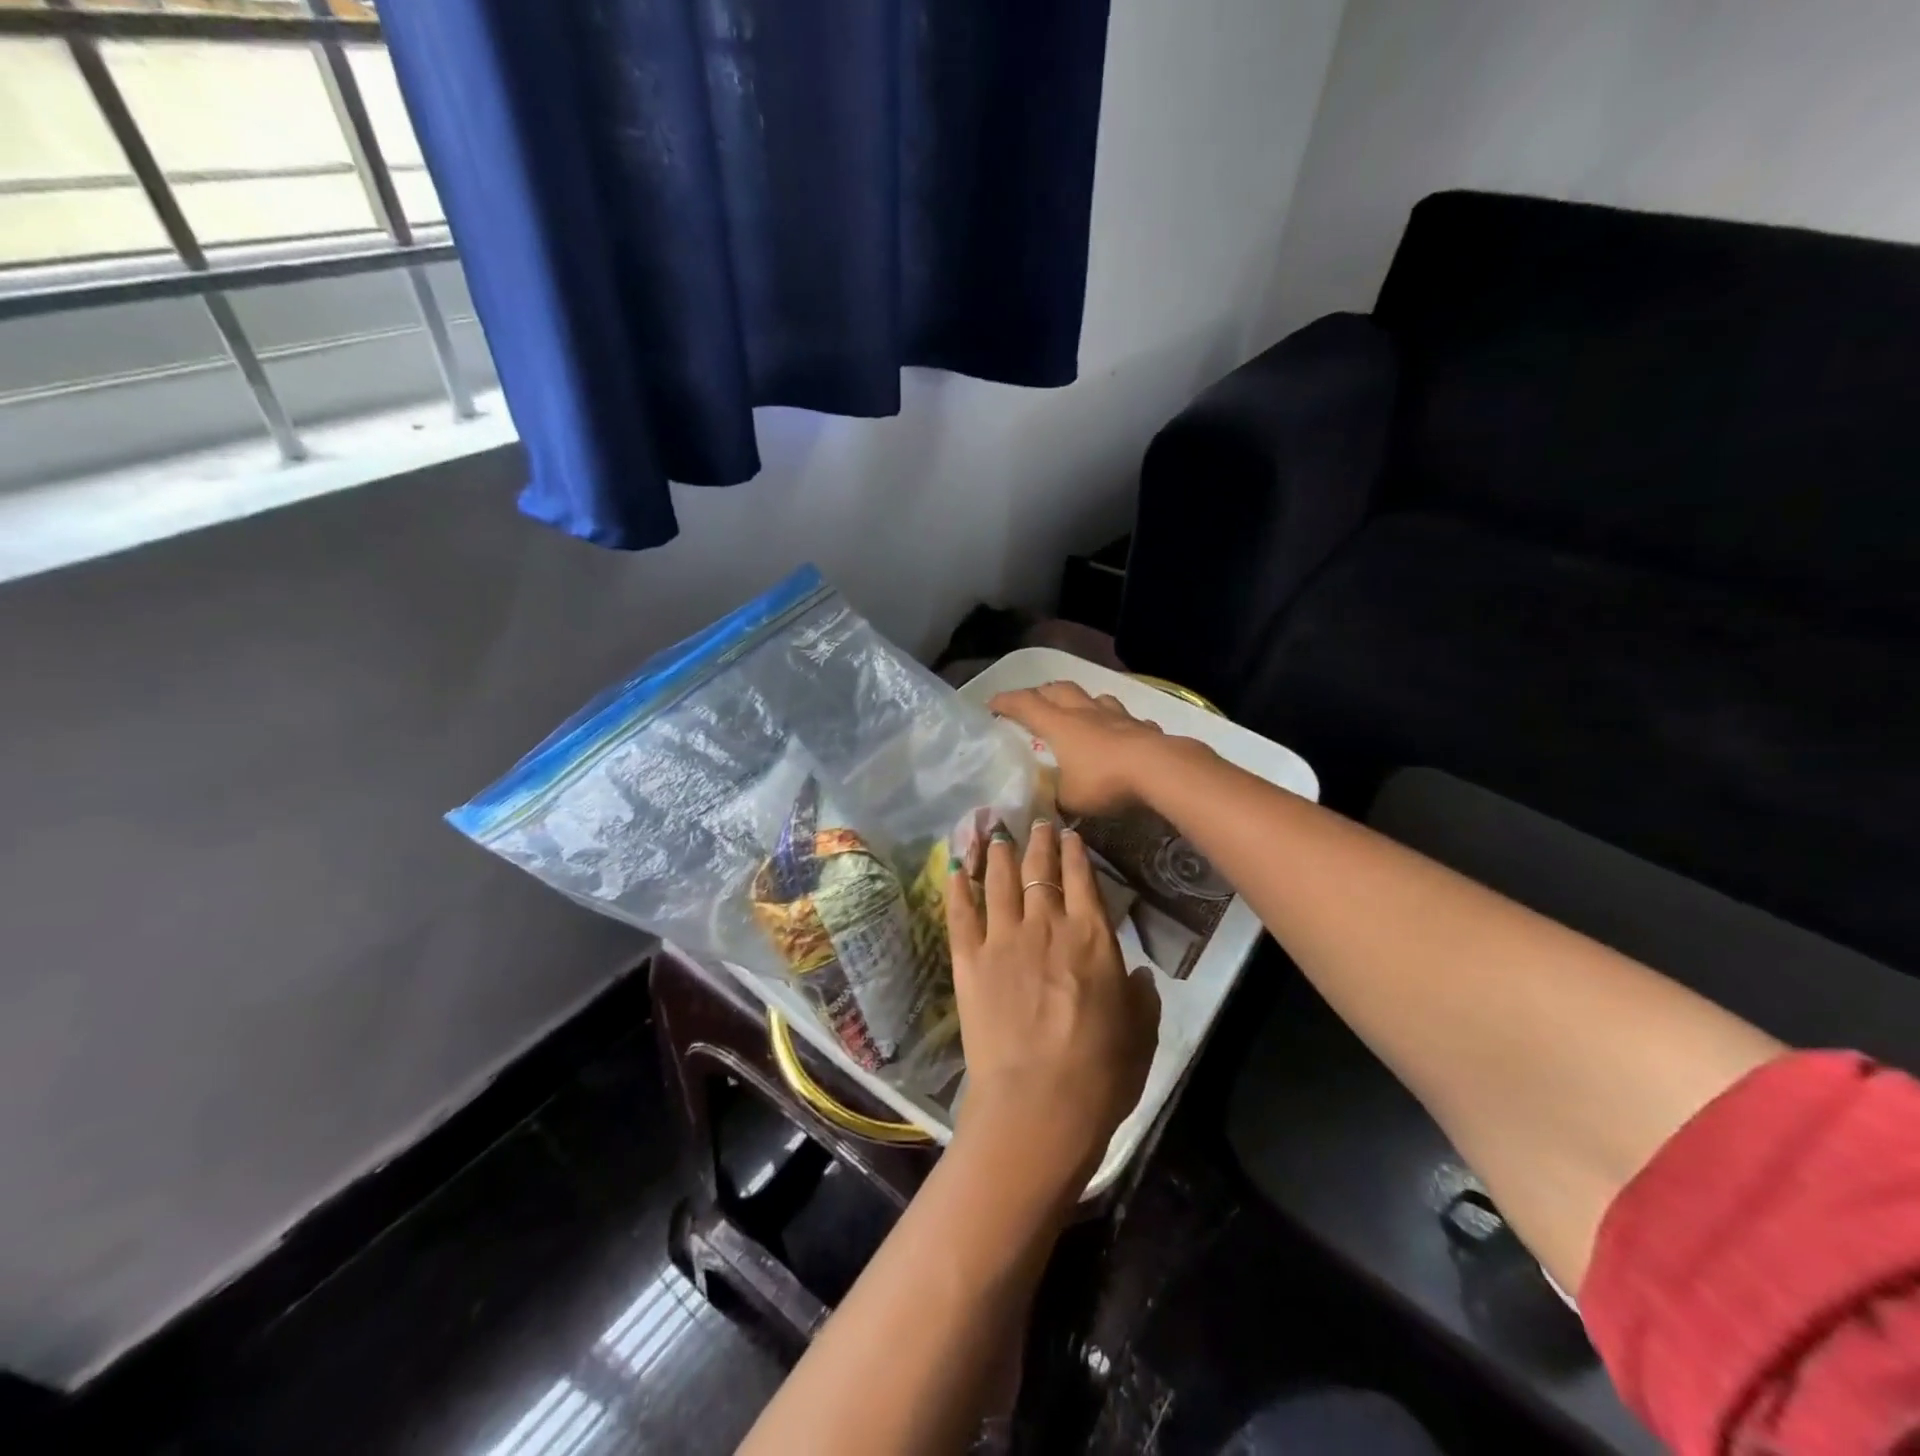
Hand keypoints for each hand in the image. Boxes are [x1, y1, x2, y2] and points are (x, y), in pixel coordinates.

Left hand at [945, 818, 1159, 1197]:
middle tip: (1035, 822)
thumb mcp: (1141, 1034)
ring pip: (1000, 881)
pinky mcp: (969, 961)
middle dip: (1039, 842)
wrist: (1039, 1104)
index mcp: (1093, 938)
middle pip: (1041, 871)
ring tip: (997, 834)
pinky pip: (961, 913)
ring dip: (1000, 853)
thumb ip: (1142, 997)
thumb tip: (1138, 974)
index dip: (1075, 852)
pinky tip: (956, 867)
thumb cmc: (1101, 1074)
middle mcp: (1047, 926)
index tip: (1069, 834)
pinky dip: (959, 886)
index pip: (1083, 879)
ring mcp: (1003, 940)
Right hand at [989, 682, 1188, 815]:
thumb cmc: (1105, 781)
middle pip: (1058, 690)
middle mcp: (1085, 712)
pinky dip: (1115, 722)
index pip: (1025, 704)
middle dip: (1040, 693)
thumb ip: (1055, 795)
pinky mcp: (1141, 725)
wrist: (1159, 769)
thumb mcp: (1069, 798)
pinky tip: (1119, 733)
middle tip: (1031, 705)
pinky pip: (1124, 717)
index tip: (990, 704)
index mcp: (1059, 725)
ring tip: (1076, 712)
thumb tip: (1049, 798)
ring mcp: (1116, 715)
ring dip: (1079, 701)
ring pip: (1092, 697)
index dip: (1005, 701)